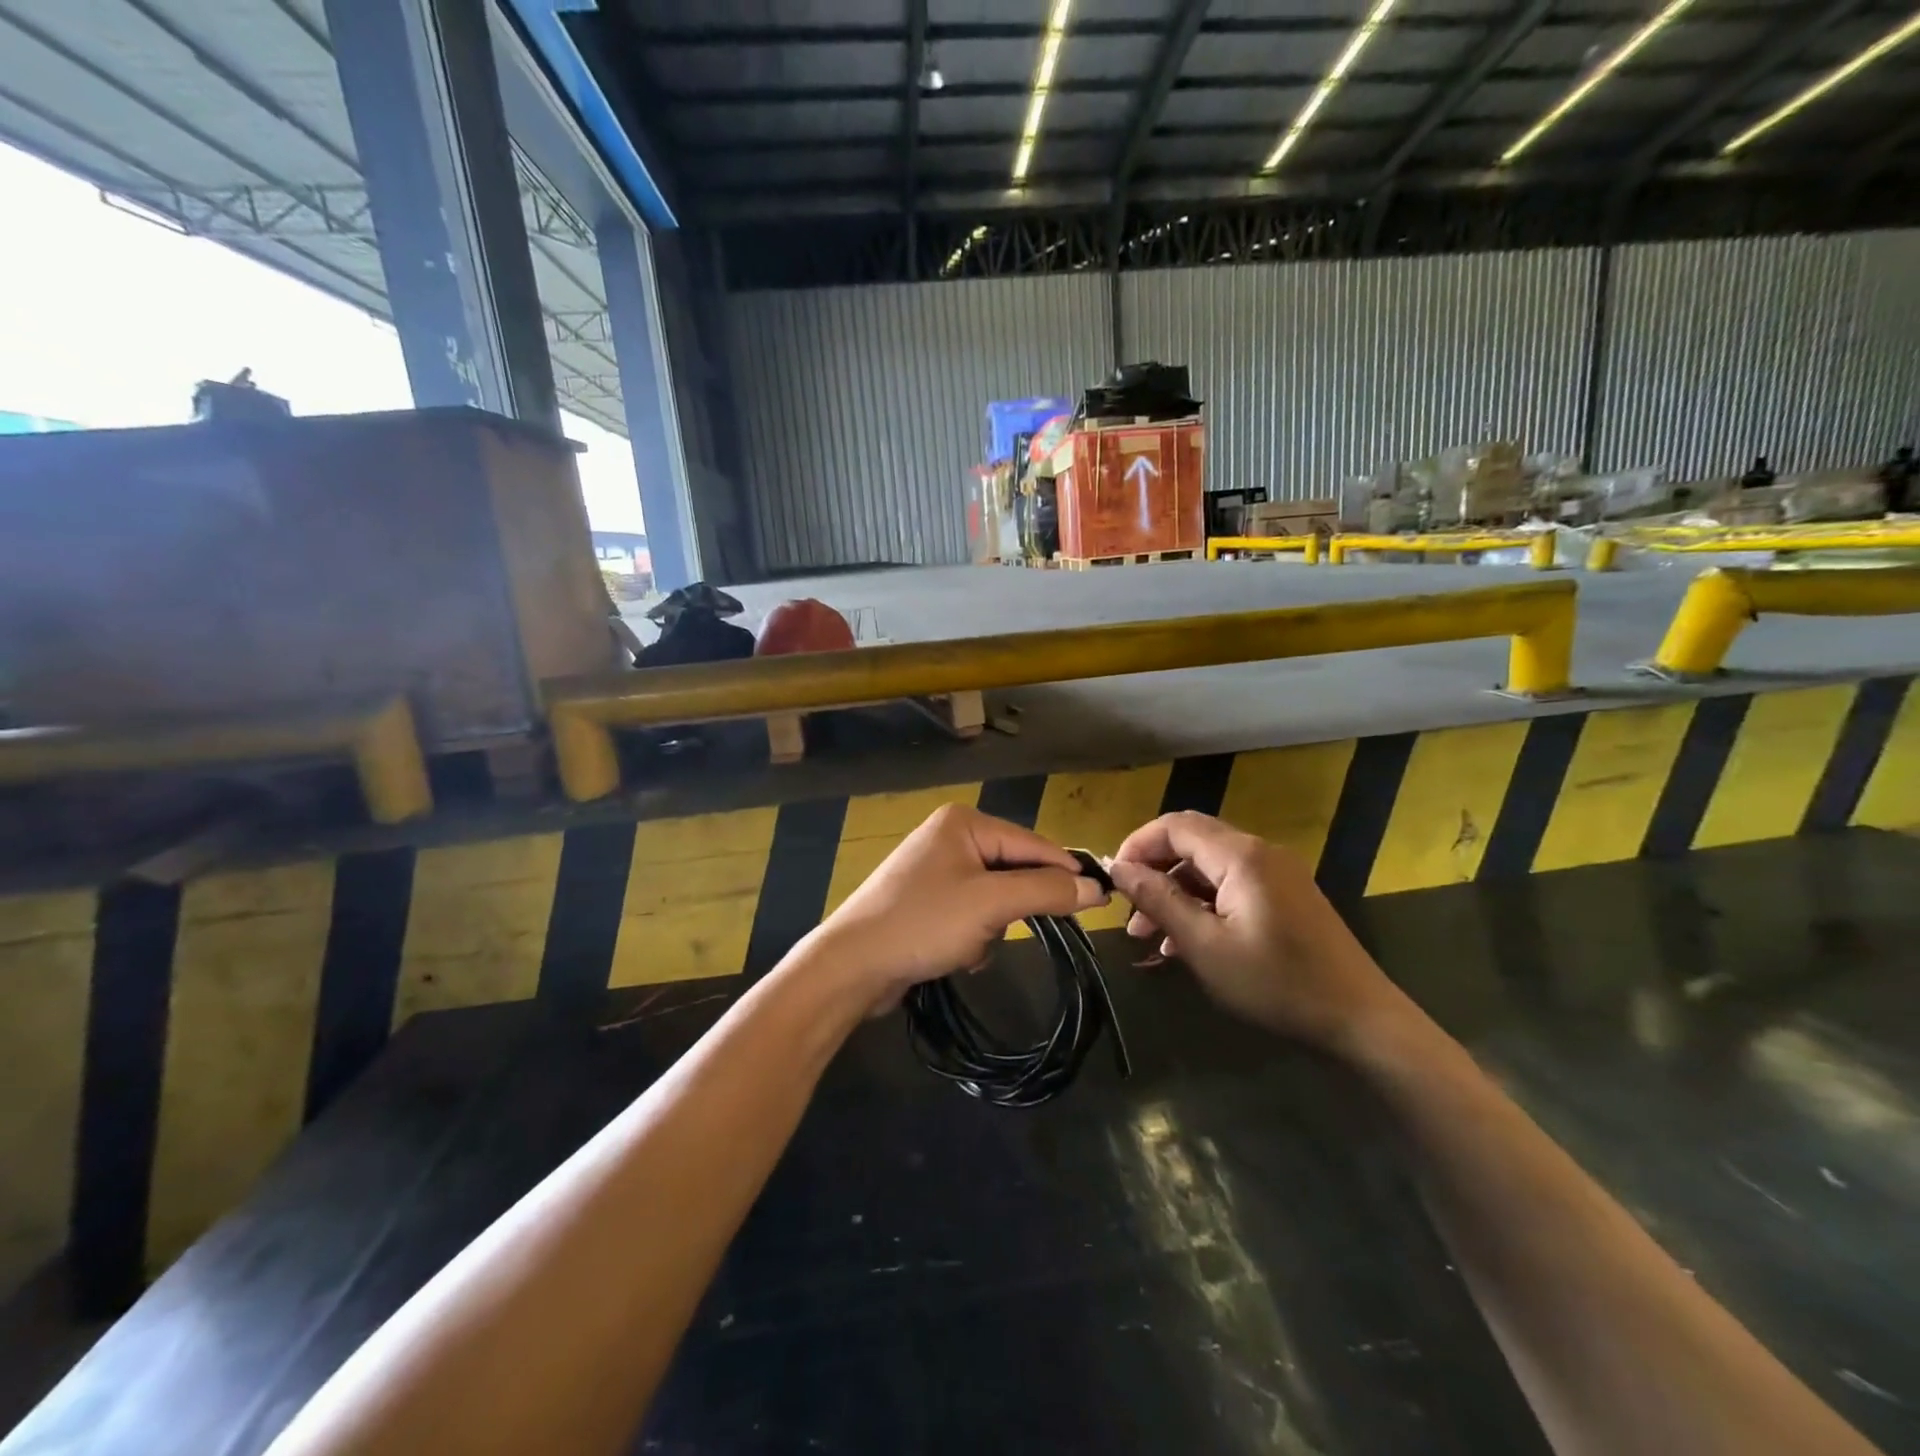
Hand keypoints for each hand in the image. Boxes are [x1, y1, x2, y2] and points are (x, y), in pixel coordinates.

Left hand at [801, 804, 1106, 1007]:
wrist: (852, 965)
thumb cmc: (923, 923)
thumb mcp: (991, 904)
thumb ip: (1045, 890)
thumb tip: (1096, 886)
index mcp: (964, 822)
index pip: (1032, 842)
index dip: (1066, 872)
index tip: (1102, 899)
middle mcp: (949, 837)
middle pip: (1012, 869)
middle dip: (1014, 908)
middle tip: (1012, 930)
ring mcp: (934, 870)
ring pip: (994, 897)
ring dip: (992, 927)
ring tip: (970, 945)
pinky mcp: (925, 902)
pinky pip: (970, 913)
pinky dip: (972, 936)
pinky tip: (956, 955)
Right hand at [1106, 811, 1407, 1053]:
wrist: (1360, 1019)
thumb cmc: (1276, 983)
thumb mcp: (1205, 946)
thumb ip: (1158, 900)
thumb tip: (1117, 867)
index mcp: (1240, 856)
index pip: (1174, 826)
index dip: (1136, 845)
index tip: (1112, 880)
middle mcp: (1258, 852)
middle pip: (1190, 842)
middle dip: (1153, 872)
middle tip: (1128, 912)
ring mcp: (1275, 873)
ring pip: (1208, 867)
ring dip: (1174, 893)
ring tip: (1148, 936)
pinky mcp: (1284, 895)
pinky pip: (1230, 885)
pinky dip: (1201, 904)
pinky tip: (1184, 942)